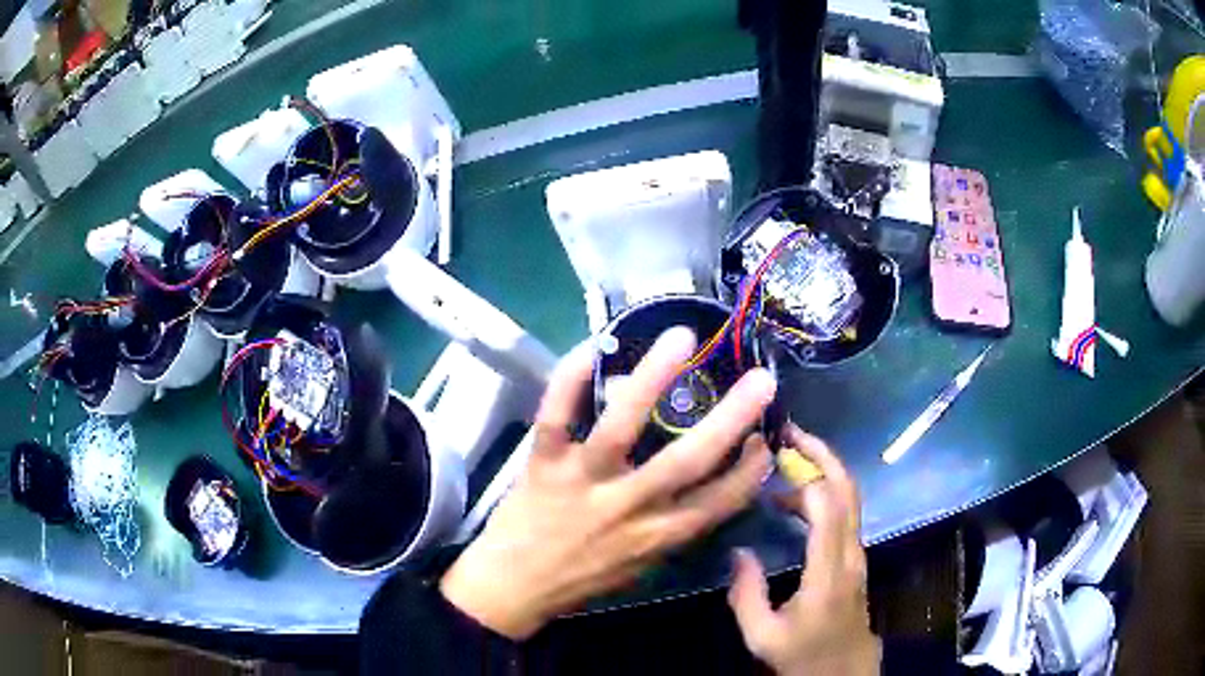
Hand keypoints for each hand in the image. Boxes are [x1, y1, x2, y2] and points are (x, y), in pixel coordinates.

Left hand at [440, 327, 776, 638]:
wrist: (512, 587)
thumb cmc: (582, 579)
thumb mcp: (640, 566)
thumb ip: (673, 526)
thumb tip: (708, 484)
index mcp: (656, 536)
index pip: (720, 501)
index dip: (751, 469)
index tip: (768, 438)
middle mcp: (626, 506)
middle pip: (688, 460)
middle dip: (732, 419)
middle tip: (763, 379)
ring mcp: (581, 480)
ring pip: (622, 426)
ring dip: (654, 378)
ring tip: (681, 338)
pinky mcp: (542, 462)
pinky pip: (555, 415)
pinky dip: (570, 378)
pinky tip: (593, 346)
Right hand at [727, 425, 879, 675]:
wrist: (843, 671)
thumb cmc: (802, 656)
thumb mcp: (762, 636)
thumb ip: (747, 594)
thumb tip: (739, 550)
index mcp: (828, 572)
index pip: (827, 508)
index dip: (804, 477)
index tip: (774, 460)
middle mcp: (850, 554)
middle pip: (847, 491)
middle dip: (823, 454)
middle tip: (790, 433)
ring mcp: (857, 554)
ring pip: (850, 498)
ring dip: (824, 470)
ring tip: (788, 458)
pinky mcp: (855, 558)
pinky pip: (846, 513)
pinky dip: (826, 490)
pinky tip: (797, 496)